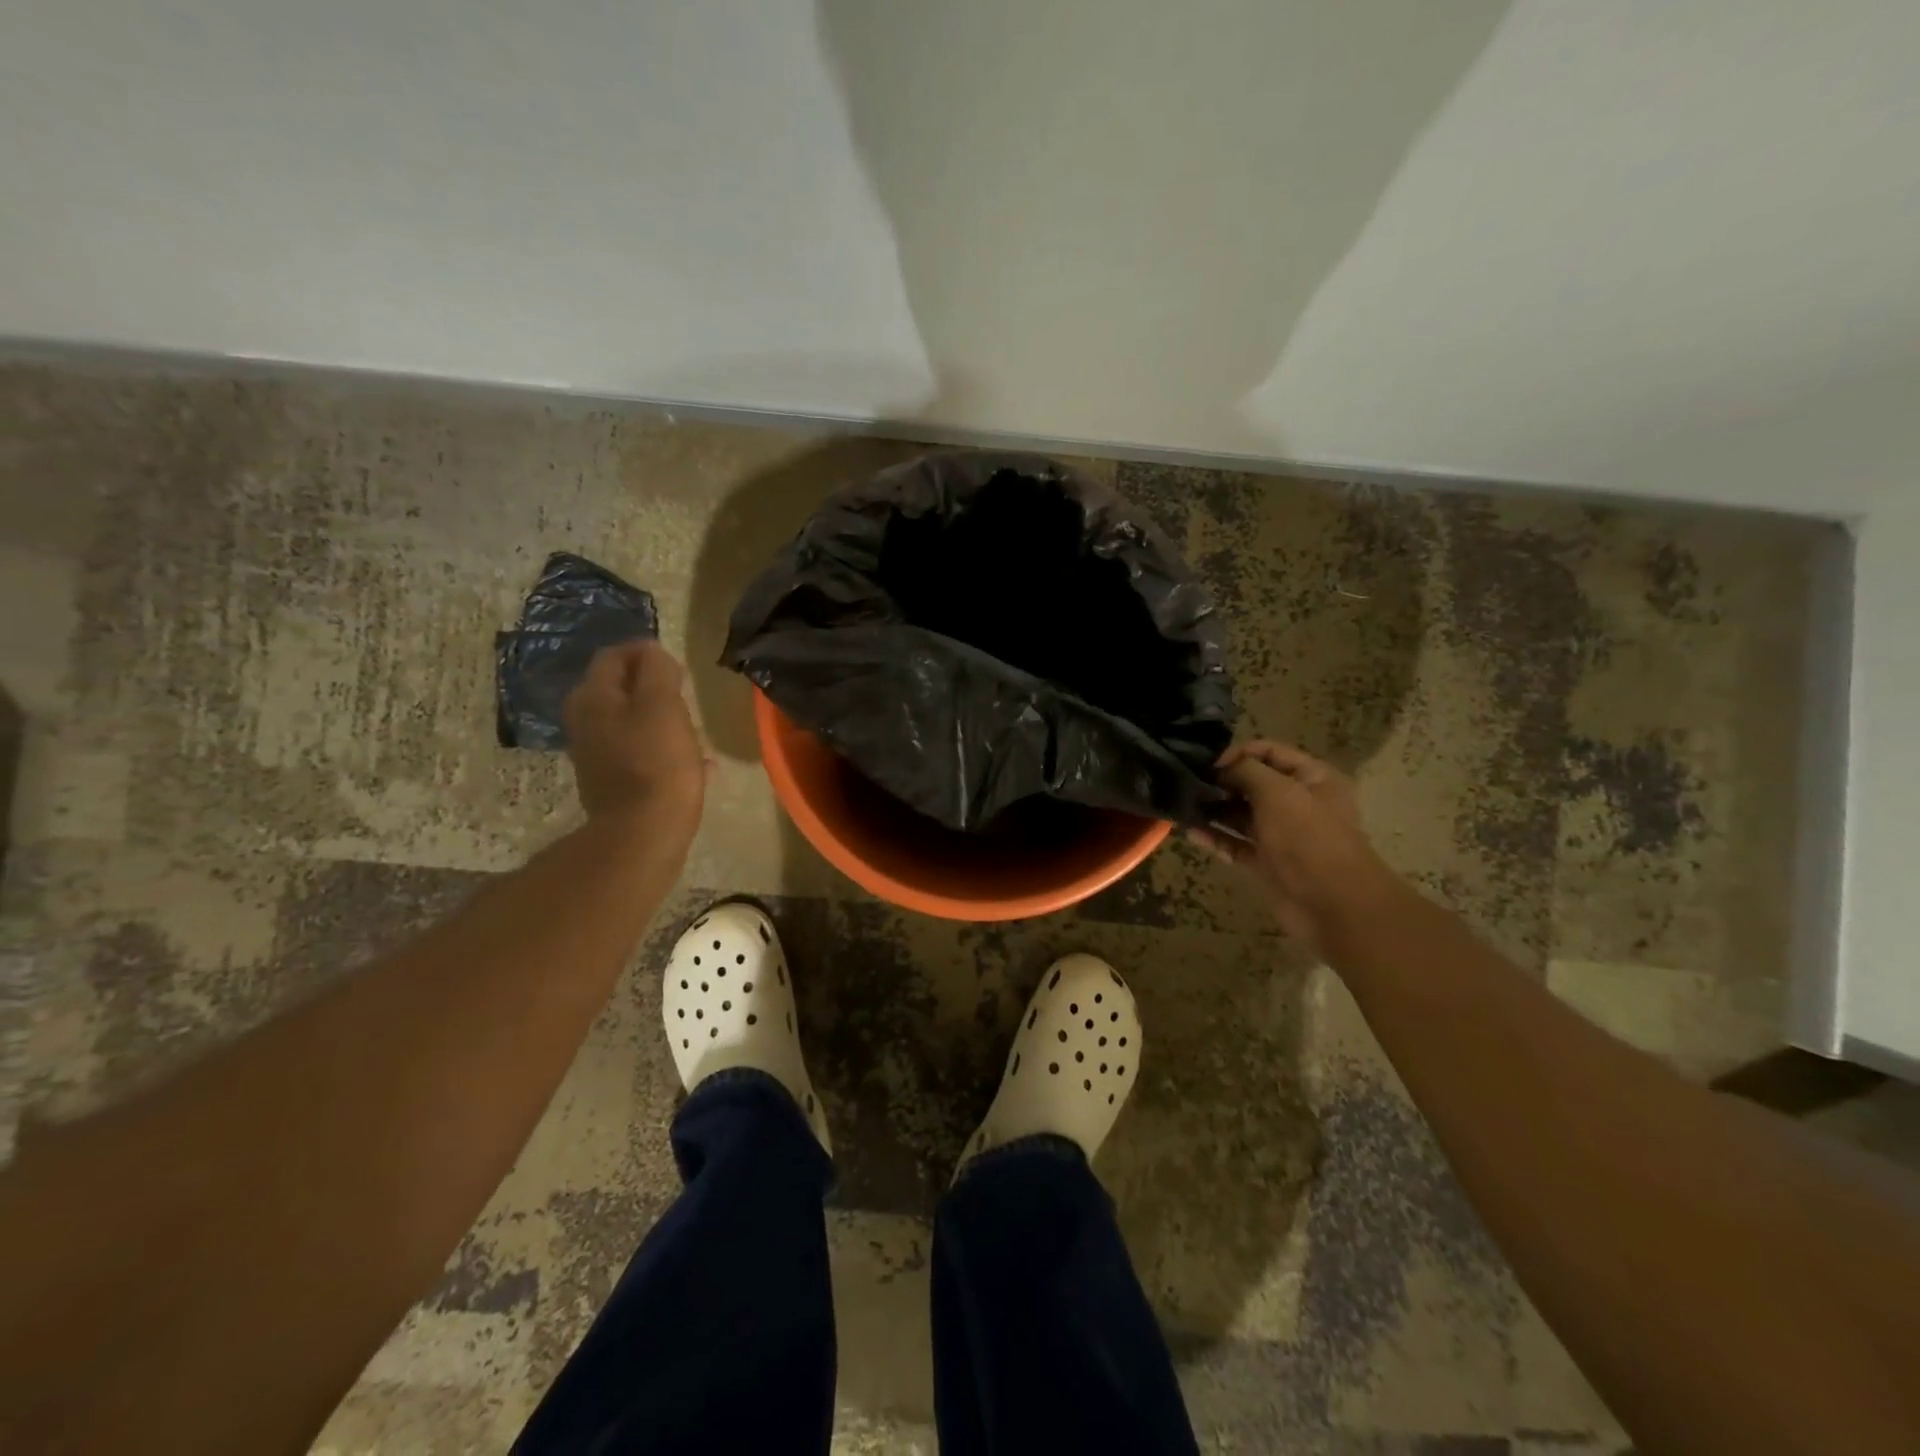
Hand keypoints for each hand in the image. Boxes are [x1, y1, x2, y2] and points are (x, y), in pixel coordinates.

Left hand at [561, 641, 707, 829]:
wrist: (643, 832)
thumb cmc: (657, 762)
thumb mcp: (663, 705)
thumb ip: (657, 670)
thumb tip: (652, 652)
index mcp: (593, 697)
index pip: (614, 656)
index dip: (646, 653)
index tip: (678, 666)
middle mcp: (585, 721)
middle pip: (619, 689)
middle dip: (653, 687)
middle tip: (685, 696)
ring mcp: (594, 753)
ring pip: (630, 721)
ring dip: (659, 719)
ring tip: (691, 730)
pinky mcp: (610, 781)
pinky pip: (637, 751)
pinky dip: (660, 748)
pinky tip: (692, 763)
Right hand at [1189, 740, 1400, 952]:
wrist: (1333, 905)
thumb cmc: (1308, 838)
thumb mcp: (1278, 792)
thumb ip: (1246, 771)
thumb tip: (1221, 766)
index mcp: (1312, 779)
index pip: (1270, 752)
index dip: (1238, 753)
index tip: (1208, 763)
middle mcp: (1298, 803)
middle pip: (1253, 784)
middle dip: (1222, 782)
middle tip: (1188, 783)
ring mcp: (1282, 835)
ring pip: (1242, 815)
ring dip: (1215, 809)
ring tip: (1183, 805)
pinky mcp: (1267, 863)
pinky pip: (1236, 845)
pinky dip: (1215, 838)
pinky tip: (1190, 832)